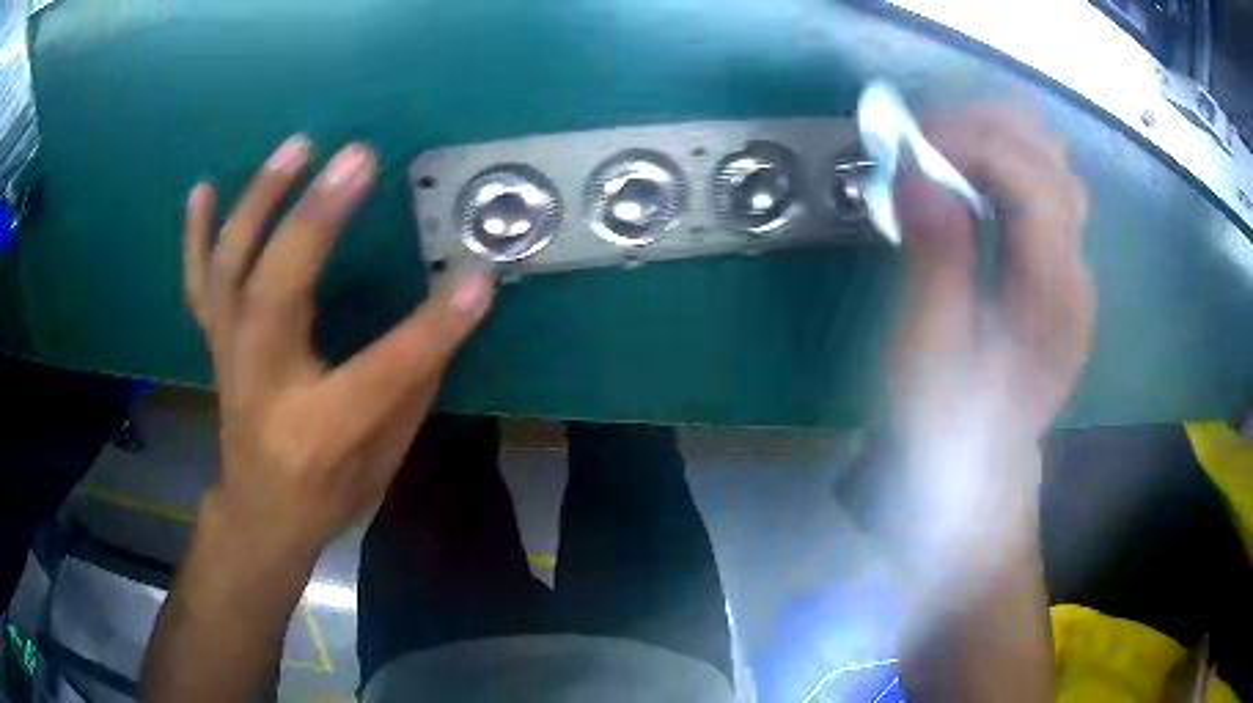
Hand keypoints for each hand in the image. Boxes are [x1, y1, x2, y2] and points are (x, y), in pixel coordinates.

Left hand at [183, 136, 494, 549]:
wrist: (259, 512)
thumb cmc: (328, 493)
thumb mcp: (385, 460)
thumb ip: (413, 382)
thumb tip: (451, 304)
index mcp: (317, 431)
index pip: (382, 372)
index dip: (433, 326)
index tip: (478, 277)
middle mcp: (262, 386)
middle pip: (278, 293)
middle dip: (316, 221)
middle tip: (357, 159)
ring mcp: (229, 358)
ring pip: (231, 271)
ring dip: (259, 202)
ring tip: (296, 147)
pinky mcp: (215, 343)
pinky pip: (197, 284)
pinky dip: (195, 235)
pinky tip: (202, 189)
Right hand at [886, 106, 1094, 451]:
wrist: (975, 465)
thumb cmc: (947, 419)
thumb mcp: (928, 349)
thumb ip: (933, 256)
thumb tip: (917, 171)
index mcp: (1054, 297)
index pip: (1036, 182)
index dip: (974, 144)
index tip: (912, 144)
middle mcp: (1077, 271)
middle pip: (1053, 158)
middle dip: (985, 126)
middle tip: (923, 139)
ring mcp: (1073, 267)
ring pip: (1053, 163)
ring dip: (997, 137)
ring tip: (943, 149)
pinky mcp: (1059, 268)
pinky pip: (1042, 186)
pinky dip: (1004, 161)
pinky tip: (968, 177)